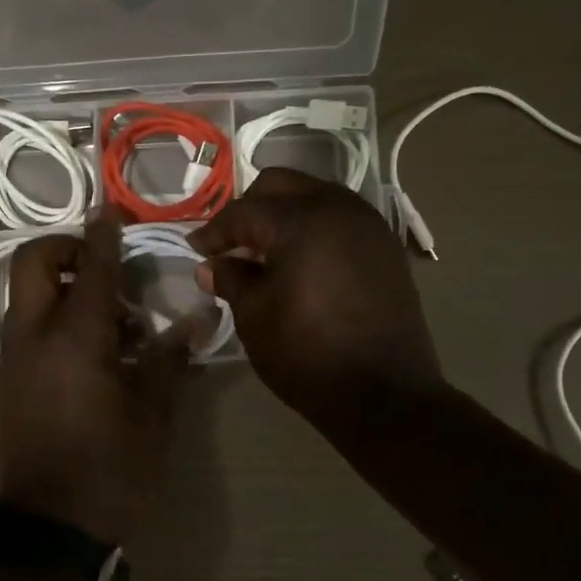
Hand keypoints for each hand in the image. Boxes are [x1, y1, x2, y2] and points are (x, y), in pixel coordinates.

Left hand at [0, 213, 191, 546]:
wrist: (53, 531)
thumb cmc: (113, 470)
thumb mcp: (154, 414)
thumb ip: (171, 357)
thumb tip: (199, 317)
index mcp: (75, 338)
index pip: (90, 266)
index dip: (103, 234)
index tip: (112, 210)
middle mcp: (34, 336)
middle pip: (33, 263)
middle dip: (63, 248)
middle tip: (102, 265)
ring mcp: (14, 359)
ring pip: (25, 295)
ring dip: (60, 287)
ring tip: (112, 321)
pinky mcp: (8, 382)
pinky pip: (26, 327)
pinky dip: (52, 317)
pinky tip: (92, 352)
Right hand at [191, 168, 441, 429]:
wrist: (384, 395)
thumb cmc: (307, 355)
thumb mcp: (254, 317)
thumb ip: (231, 279)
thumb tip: (212, 265)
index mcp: (301, 221)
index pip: (244, 212)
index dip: (214, 231)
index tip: (196, 250)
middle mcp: (338, 208)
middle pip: (281, 185)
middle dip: (250, 209)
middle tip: (231, 244)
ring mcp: (368, 224)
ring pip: (314, 196)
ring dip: (284, 214)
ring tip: (265, 252)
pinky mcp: (384, 246)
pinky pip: (339, 218)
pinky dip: (313, 227)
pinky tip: (300, 261)